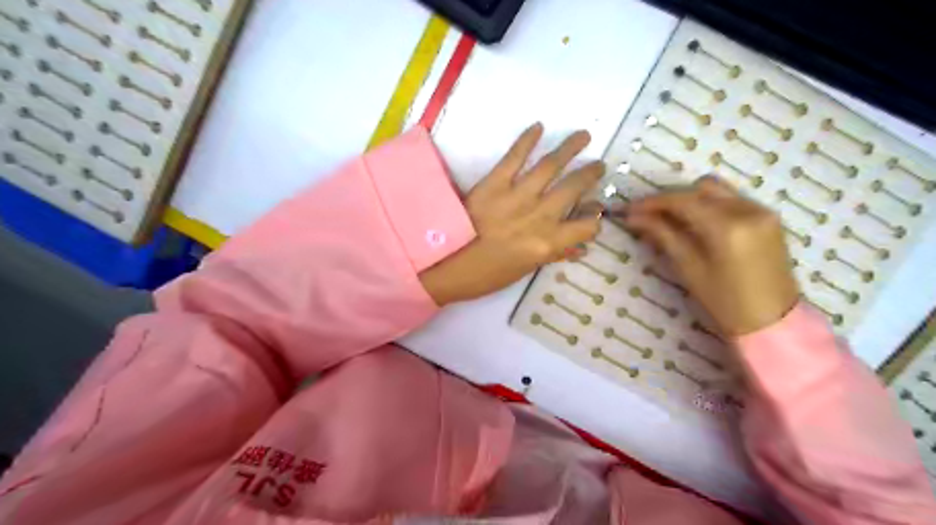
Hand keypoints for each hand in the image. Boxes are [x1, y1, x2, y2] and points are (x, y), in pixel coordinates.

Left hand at [418, 120, 606, 305]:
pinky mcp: (493, 183)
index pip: (587, 226)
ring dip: (570, 148)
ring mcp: (517, 196)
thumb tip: (577, 246)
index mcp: (549, 243)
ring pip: (551, 166)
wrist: (446, 267)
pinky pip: (514, 157)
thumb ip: (553, 254)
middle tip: (598, 165)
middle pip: (574, 188)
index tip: (593, 210)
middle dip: (590, 174)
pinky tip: (538, 126)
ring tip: (584, 136)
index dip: (594, 218)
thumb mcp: (526, 270)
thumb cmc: (488, 276)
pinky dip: (526, 139)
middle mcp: (540, 216)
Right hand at [620, 176, 796, 335]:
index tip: (630, 209)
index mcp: (727, 227)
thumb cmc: (724, 302)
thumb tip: (635, 217)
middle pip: (699, 188)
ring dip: (690, 198)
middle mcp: (748, 210)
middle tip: (647, 214)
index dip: (652, 202)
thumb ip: (663, 235)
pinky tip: (695, 222)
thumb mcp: (689, 268)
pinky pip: (731, 199)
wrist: (772, 321)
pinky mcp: (768, 217)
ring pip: (716, 190)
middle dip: (670, 198)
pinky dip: (709, 204)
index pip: (682, 200)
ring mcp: (762, 211)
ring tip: (669, 217)